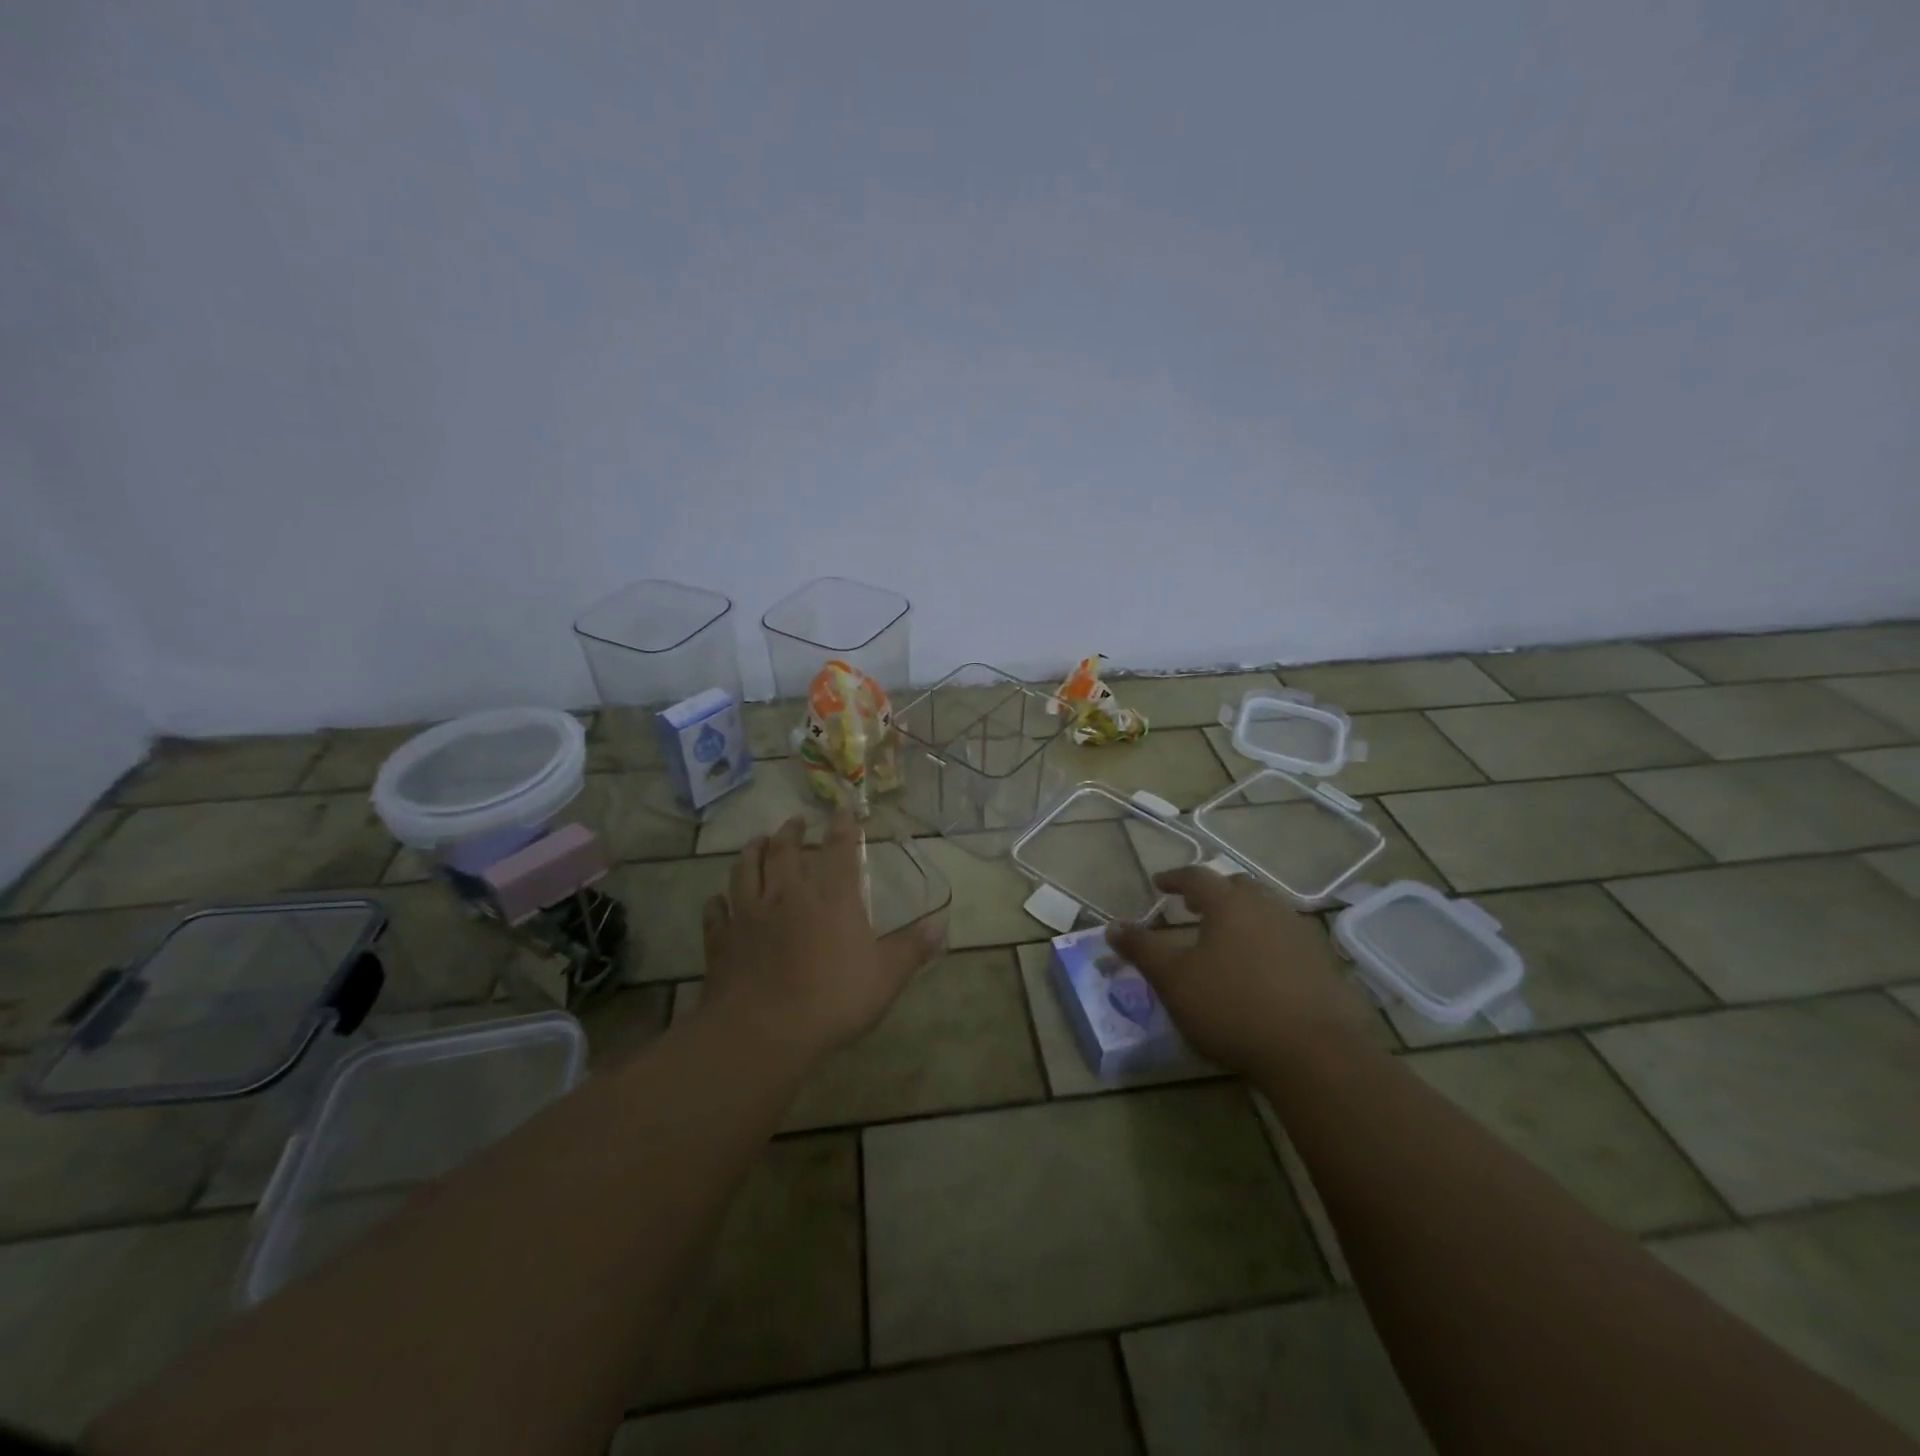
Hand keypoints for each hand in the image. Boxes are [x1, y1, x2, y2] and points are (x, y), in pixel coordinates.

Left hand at [700, 811, 944, 1064]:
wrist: (763, 1033)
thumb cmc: (832, 1001)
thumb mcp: (885, 978)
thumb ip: (912, 949)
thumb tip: (941, 926)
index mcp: (831, 897)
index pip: (839, 850)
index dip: (843, 827)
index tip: (843, 811)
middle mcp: (787, 894)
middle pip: (785, 850)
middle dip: (791, 831)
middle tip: (795, 821)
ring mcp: (749, 914)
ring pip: (745, 869)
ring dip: (752, 851)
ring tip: (757, 840)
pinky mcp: (721, 939)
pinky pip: (716, 910)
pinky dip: (718, 900)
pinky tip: (719, 899)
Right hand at [1108, 866, 1375, 1075]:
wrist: (1315, 1053)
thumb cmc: (1232, 1007)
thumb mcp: (1173, 980)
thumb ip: (1142, 950)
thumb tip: (1113, 927)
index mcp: (1229, 904)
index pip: (1197, 877)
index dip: (1174, 878)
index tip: (1159, 883)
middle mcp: (1267, 908)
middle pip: (1238, 886)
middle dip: (1213, 892)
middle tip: (1193, 906)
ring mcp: (1301, 935)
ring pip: (1266, 911)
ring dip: (1242, 915)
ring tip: (1225, 937)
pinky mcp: (1324, 964)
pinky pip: (1287, 939)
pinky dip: (1266, 942)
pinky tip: (1260, 969)